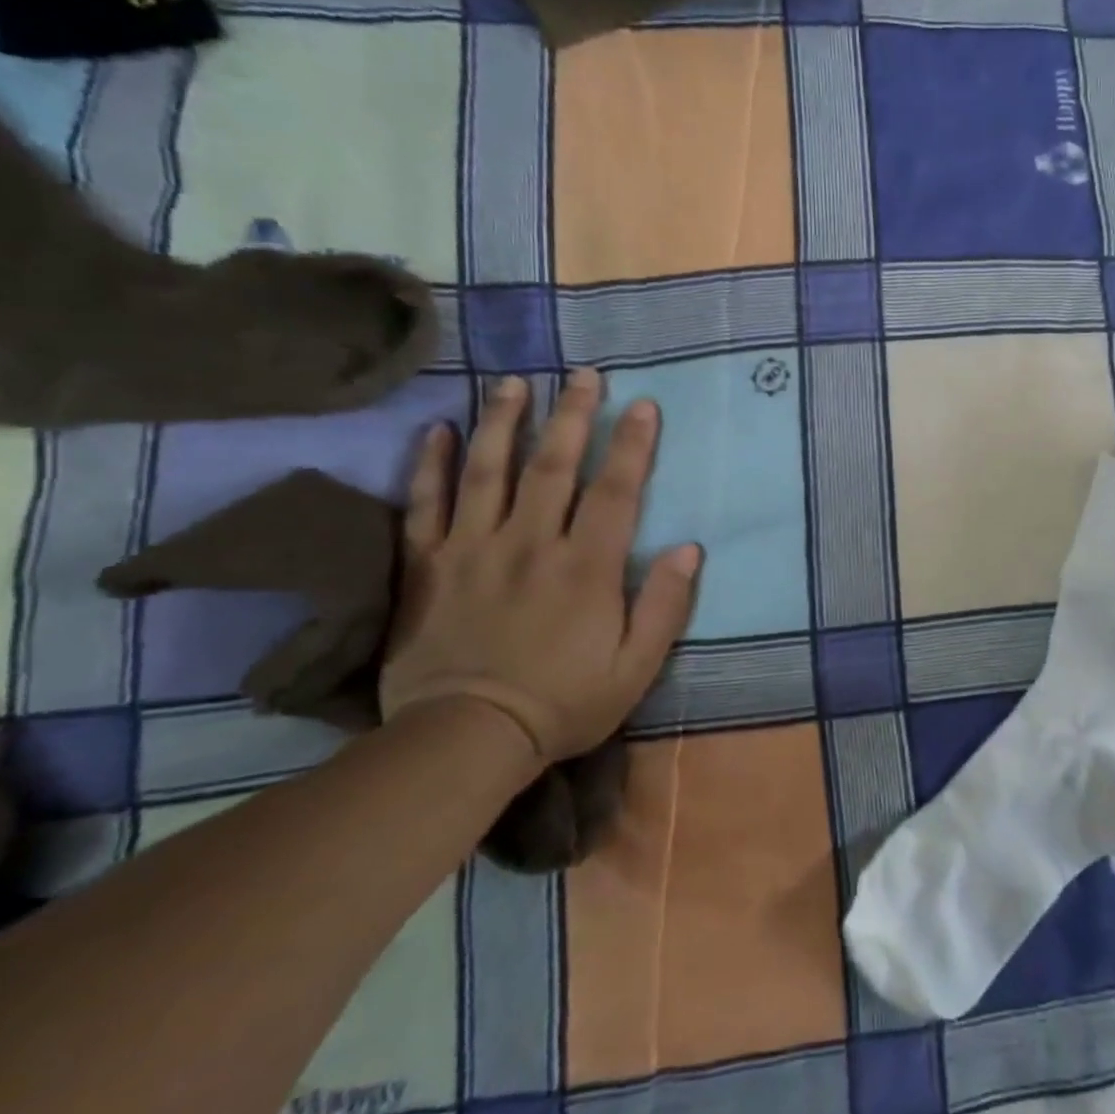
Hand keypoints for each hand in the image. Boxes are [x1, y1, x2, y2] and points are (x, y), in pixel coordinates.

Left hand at [380, 370, 699, 763]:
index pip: (616, 491)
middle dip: (572, 415)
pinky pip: (424, 505)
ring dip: (504, 421)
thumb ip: (665, 605)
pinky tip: (438, 430)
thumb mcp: (637, 666)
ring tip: (515, 381)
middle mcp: (531, 543)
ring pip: (488, 471)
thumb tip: (689, 548)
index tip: (643, 405)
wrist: (466, 739)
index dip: (632, 445)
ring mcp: (473, 549)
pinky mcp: (427, 566)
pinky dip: (430, 464)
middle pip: (553, 465)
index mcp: (587, 567)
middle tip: (583, 374)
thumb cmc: (564, 702)